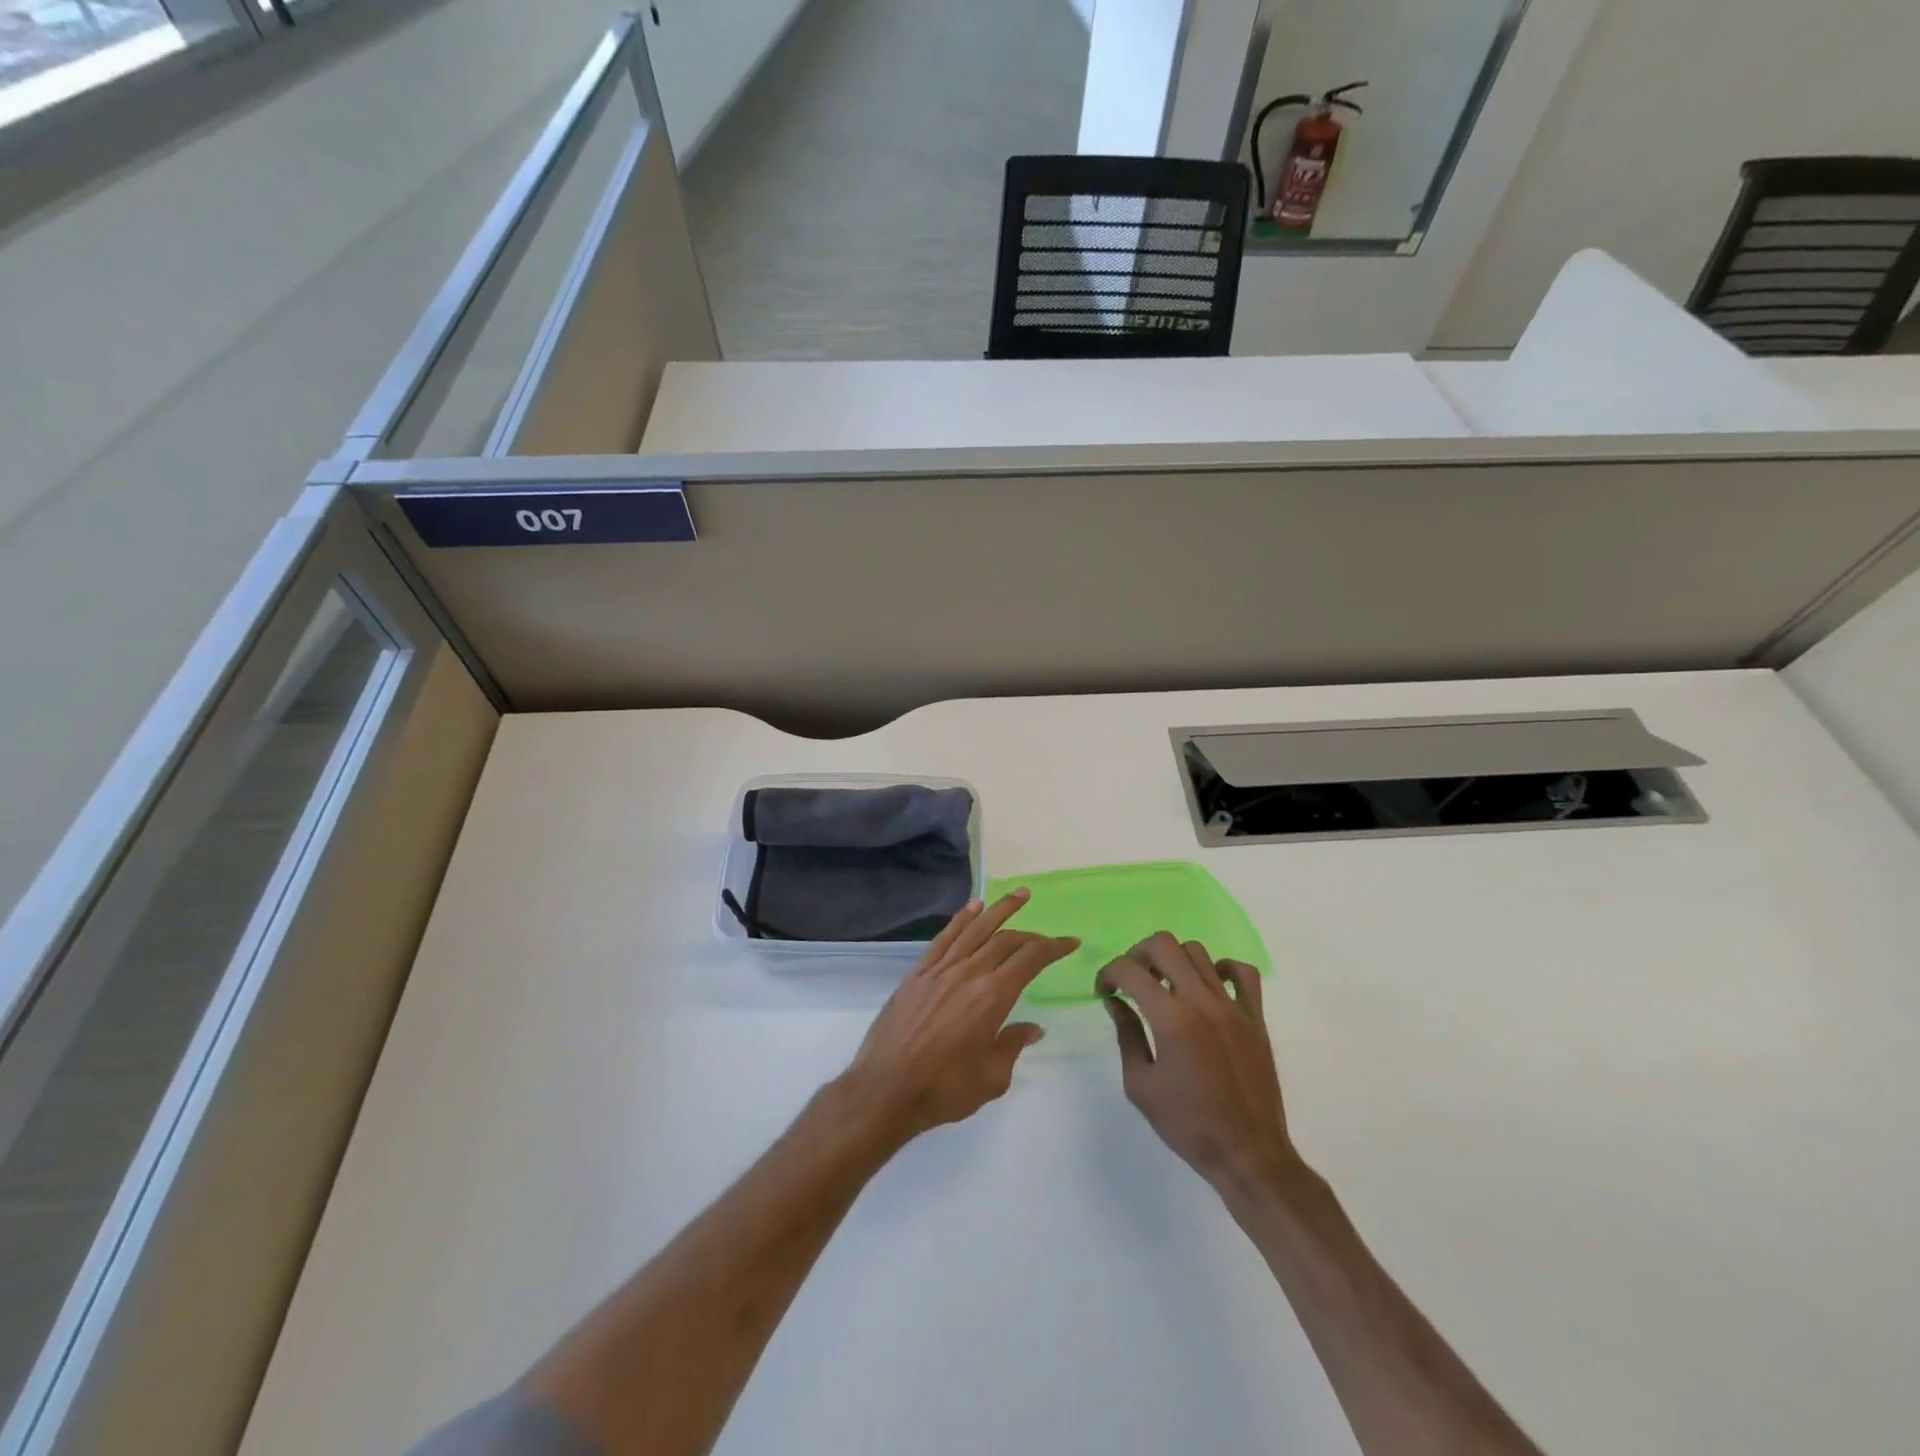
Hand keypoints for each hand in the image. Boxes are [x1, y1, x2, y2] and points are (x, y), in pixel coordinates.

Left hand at [840, 892, 1077, 1148]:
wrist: (886, 1088)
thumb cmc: (944, 1089)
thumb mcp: (992, 1078)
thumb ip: (1013, 1045)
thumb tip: (1032, 1028)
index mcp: (992, 997)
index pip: (1030, 960)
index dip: (1053, 947)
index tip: (1070, 942)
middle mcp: (969, 973)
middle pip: (1005, 940)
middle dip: (1031, 932)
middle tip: (1048, 932)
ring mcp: (941, 969)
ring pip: (975, 929)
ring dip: (999, 909)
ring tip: (1019, 895)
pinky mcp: (919, 973)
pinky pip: (945, 937)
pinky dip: (961, 918)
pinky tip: (973, 907)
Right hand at [1098, 932, 1296, 1190]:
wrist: (1248, 1155)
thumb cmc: (1188, 1125)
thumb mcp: (1140, 1085)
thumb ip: (1127, 1036)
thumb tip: (1116, 1002)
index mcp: (1171, 1019)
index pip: (1130, 970)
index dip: (1108, 974)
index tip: (1104, 992)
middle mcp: (1202, 1001)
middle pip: (1164, 945)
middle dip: (1138, 954)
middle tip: (1132, 980)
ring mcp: (1233, 1006)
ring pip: (1198, 952)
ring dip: (1174, 961)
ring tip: (1166, 986)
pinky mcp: (1255, 1018)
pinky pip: (1243, 973)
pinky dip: (1222, 969)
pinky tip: (1209, 987)